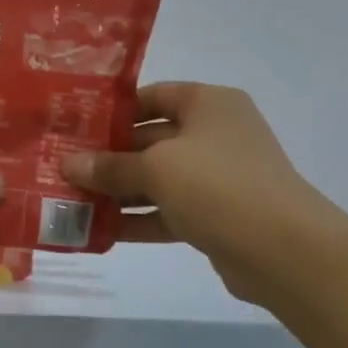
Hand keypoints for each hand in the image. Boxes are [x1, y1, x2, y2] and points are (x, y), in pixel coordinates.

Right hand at [63, 83, 341, 301]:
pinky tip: (100, 230)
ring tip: (71, 200)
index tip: (74, 126)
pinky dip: (137, 219)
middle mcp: (213, 134)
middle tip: (62, 167)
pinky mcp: (214, 215)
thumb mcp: (156, 169)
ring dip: (117, 191)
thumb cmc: (218, 186)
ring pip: (156, 178)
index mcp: (208, 104)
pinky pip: (167, 211)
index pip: (152, 96)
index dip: (113, 110)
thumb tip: (67, 165)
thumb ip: (109, 167)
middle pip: (150, 139)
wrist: (285, 251)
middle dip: (107, 156)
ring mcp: (216, 177)